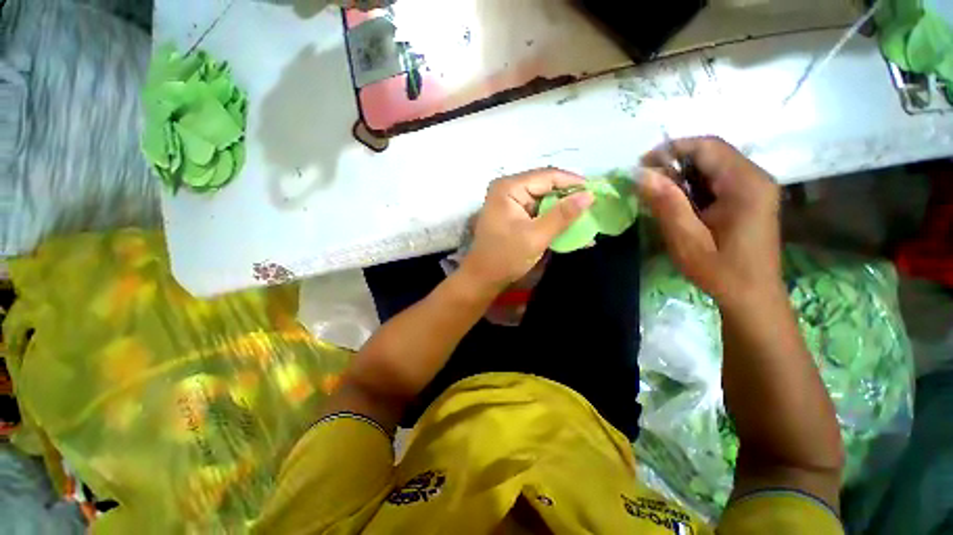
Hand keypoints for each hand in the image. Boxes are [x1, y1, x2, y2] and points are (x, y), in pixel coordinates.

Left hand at [463, 169, 593, 290]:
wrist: (483, 277)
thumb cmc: (506, 257)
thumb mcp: (536, 236)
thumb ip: (563, 215)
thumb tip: (589, 195)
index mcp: (509, 188)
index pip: (547, 176)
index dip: (573, 182)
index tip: (596, 192)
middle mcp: (508, 189)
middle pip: (546, 186)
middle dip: (569, 198)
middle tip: (593, 207)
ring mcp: (510, 201)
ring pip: (544, 199)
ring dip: (562, 210)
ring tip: (585, 217)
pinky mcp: (513, 214)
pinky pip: (538, 210)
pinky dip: (552, 218)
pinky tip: (569, 226)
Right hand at [639, 137, 783, 306]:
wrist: (752, 295)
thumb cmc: (720, 270)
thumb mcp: (686, 239)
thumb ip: (666, 204)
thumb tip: (642, 174)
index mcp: (745, 184)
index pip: (707, 147)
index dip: (671, 149)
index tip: (642, 165)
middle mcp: (755, 177)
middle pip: (712, 152)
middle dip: (675, 162)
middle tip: (647, 182)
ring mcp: (755, 186)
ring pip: (714, 164)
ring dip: (683, 174)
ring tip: (659, 194)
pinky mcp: (751, 197)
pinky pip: (718, 178)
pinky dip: (693, 184)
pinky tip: (680, 203)